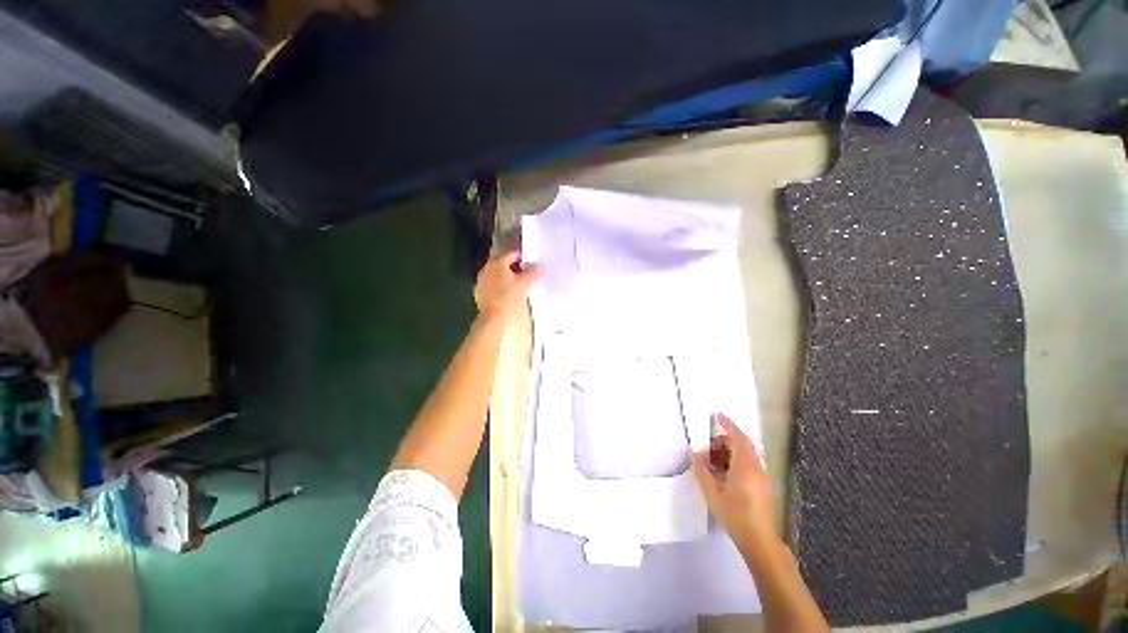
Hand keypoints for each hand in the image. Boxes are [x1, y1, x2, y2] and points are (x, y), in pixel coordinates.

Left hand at [473, 250, 539, 323]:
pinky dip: (499, 285)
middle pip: (502, 262)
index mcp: (498, 263)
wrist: (493, 318)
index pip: (512, 254)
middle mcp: (487, 268)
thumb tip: (539, 264)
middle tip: (525, 272)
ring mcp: (481, 280)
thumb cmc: (509, 298)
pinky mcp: (479, 292)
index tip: (530, 262)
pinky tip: (506, 292)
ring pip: (496, 273)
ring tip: (517, 283)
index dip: (522, 257)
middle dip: (513, 266)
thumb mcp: (524, 284)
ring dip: (506, 275)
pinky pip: (491, 284)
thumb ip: (532, 272)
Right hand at [690, 413, 778, 554]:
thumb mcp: (712, 493)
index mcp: (745, 467)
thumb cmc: (735, 515)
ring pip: (744, 456)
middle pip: (741, 445)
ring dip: (728, 453)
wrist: (760, 542)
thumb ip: (701, 470)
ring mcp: (762, 478)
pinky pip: (748, 465)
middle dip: (723, 442)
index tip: (717, 416)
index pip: (738, 438)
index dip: (728, 425)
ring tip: (711, 465)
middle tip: (706, 450)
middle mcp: (757, 468)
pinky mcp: (763, 487)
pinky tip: (722, 476)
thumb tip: (692, 452)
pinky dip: (734, 463)